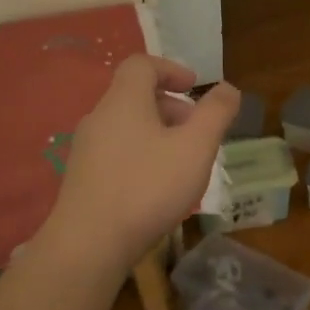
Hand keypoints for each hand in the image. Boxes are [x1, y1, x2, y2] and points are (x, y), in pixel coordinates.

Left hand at [40, 56, 239, 280]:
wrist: (89, 244)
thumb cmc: (147, 187)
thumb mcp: (195, 148)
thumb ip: (216, 114)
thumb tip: (227, 88)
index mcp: (124, 101)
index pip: (142, 64)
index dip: (171, 69)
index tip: (194, 87)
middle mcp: (99, 118)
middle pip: (134, 95)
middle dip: (170, 106)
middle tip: (196, 130)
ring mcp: (86, 149)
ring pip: (126, 126)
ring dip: (157, 133)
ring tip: (181, 162)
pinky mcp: (82, 178)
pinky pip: (116, 151)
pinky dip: (141, 154)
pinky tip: (156, 187)